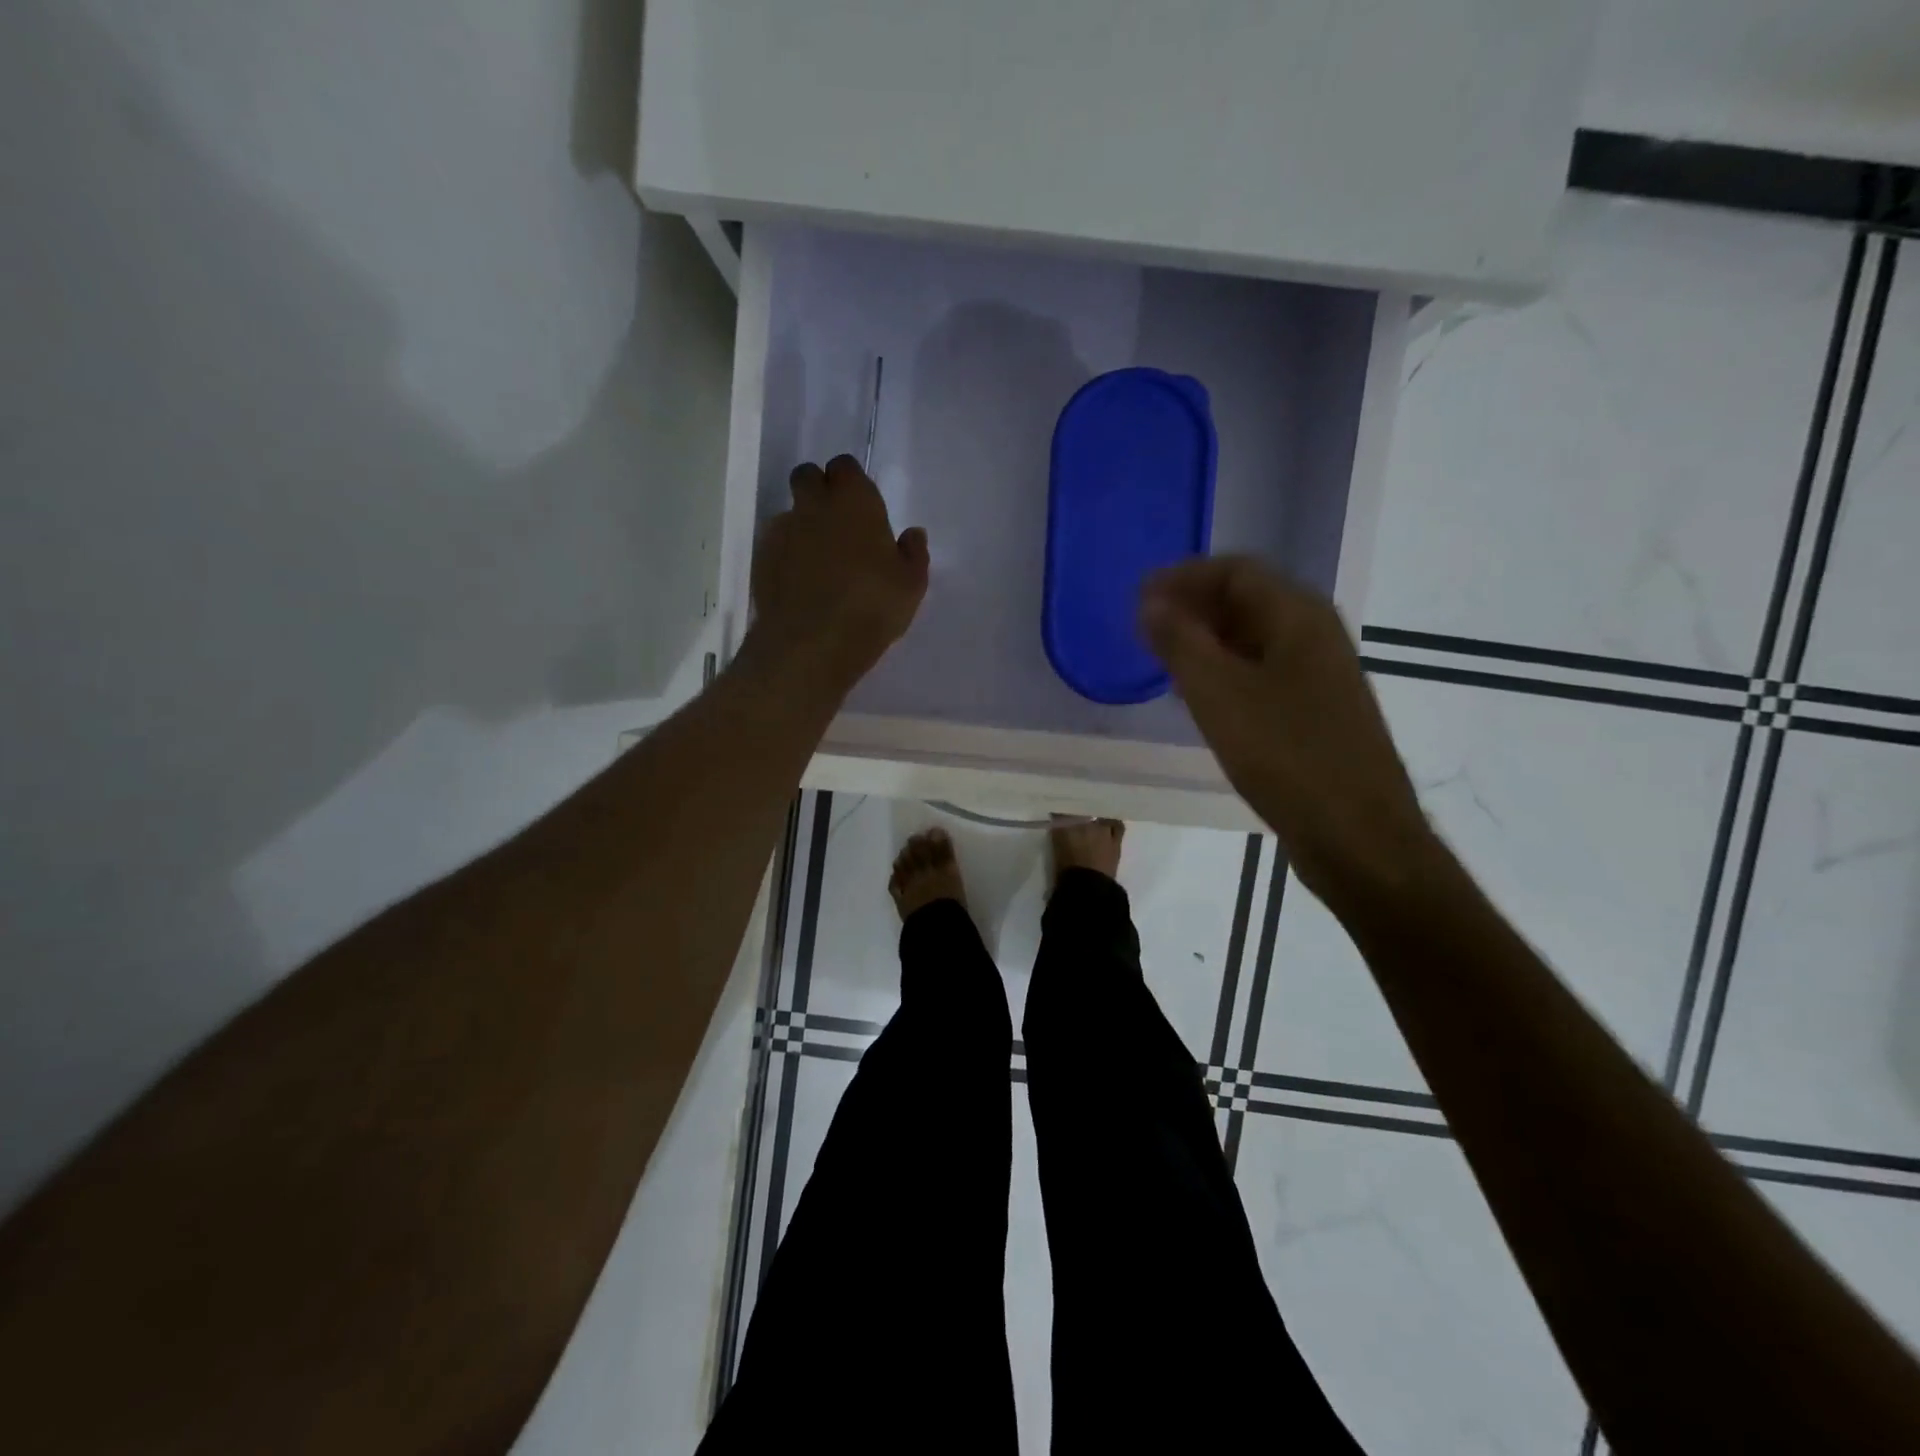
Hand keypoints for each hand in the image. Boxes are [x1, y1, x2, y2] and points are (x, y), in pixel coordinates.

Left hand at [749, 455, 929, 689]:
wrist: (812, 644)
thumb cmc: (872, 607)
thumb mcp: (911, 585)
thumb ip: (913, 554)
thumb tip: (913, 535)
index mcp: (854, 501)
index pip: (845, 467)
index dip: (851, 482)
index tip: (861, 505)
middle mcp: (814, 506)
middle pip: (807, 476)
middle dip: (818, 489)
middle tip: (837, 523)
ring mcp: (782, 532)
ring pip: (790, 512)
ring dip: (802, 526)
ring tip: (818, 561)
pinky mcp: (762, 559)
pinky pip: (776, 545)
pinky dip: (787, 555)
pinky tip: (800, 583)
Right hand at [1141, 556, 1437, 909]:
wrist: (1357, 836)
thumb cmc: (1286, 756)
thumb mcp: (1218, 694)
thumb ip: (1180, 642)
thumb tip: (1151, 603)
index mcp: (1299, 617)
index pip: (1235, 571)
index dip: (1183, 578)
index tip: (1139, 599)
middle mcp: (1315, 635)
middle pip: (1248, 600)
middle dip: (1193, 607)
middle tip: (1145, 630)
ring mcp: (1319, 676)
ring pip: (1254, 639)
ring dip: (1207, 640)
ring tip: (1163, 661)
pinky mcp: (1315, 712)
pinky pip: (1262, 672)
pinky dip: (1225, 672)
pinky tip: (1200, 698)